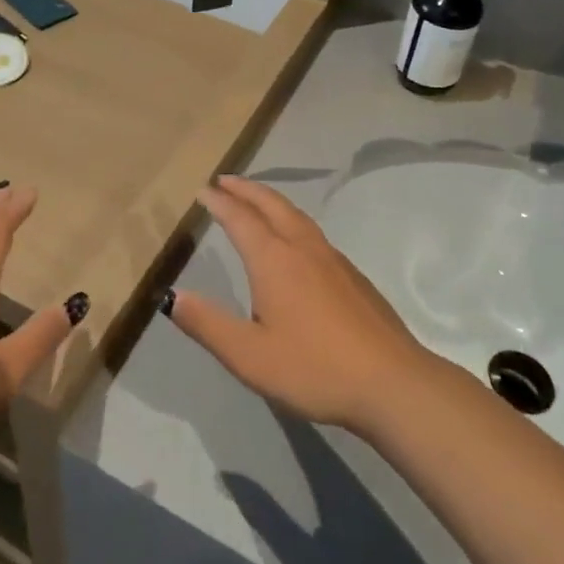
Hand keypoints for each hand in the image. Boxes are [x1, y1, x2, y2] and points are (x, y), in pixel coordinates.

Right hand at [167, 175, 440, 437]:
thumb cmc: (314, 368)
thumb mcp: (249, 356)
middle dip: (247, 190)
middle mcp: (303, 248)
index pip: (240, 219)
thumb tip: (172, 296)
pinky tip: (295, 242)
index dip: (219, 202)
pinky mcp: (353, 276)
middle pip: (272, 205)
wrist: (392, 382)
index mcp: (274, 260)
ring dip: (271, 201)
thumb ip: (208, 324)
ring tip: (257, 201)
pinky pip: (313, 232)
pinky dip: (292, 220)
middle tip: (226, 181)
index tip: (203, 189)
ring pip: (297, 215)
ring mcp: (333, 259)